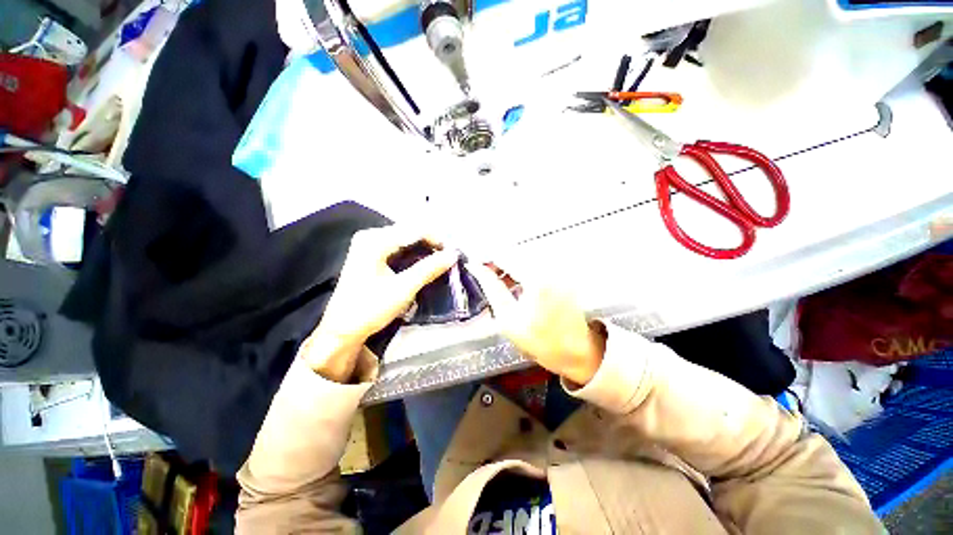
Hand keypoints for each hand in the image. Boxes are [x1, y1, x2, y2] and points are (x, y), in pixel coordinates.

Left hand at [301, 226, 458, 381]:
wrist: (342, 330)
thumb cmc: (370, 309)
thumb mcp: (403, 288)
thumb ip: (429, 268)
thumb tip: (454, 254)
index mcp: (376, 240)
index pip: (416, 231)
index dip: (439, 241)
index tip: (457, 254)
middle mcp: (372, 236)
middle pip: (411, 233)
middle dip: (433, 245)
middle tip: (451, 260)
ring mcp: (370, 244)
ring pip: (407, 241)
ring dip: (426, 251)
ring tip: (443, 262)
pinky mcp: (372, 255)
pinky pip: (400, 249)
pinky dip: (415, 256)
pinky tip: (426, 264)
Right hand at [469, 264, 605, 385]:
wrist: (575, 351)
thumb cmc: (539, 341)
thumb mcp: (507, 318)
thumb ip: (491, 288)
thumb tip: (475, 267)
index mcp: (536, 279)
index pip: (504, 254)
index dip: (485, 255)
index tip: (473, 261)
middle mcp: (549, 267)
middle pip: (514, 251)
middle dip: (495, 258)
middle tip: (481, 271)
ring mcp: (557, 268)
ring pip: (523, 255)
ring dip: (507, 263)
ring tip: (495, 278)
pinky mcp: (560, 272)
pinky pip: (534, 262)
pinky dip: (519, 268)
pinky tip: (513, 281)